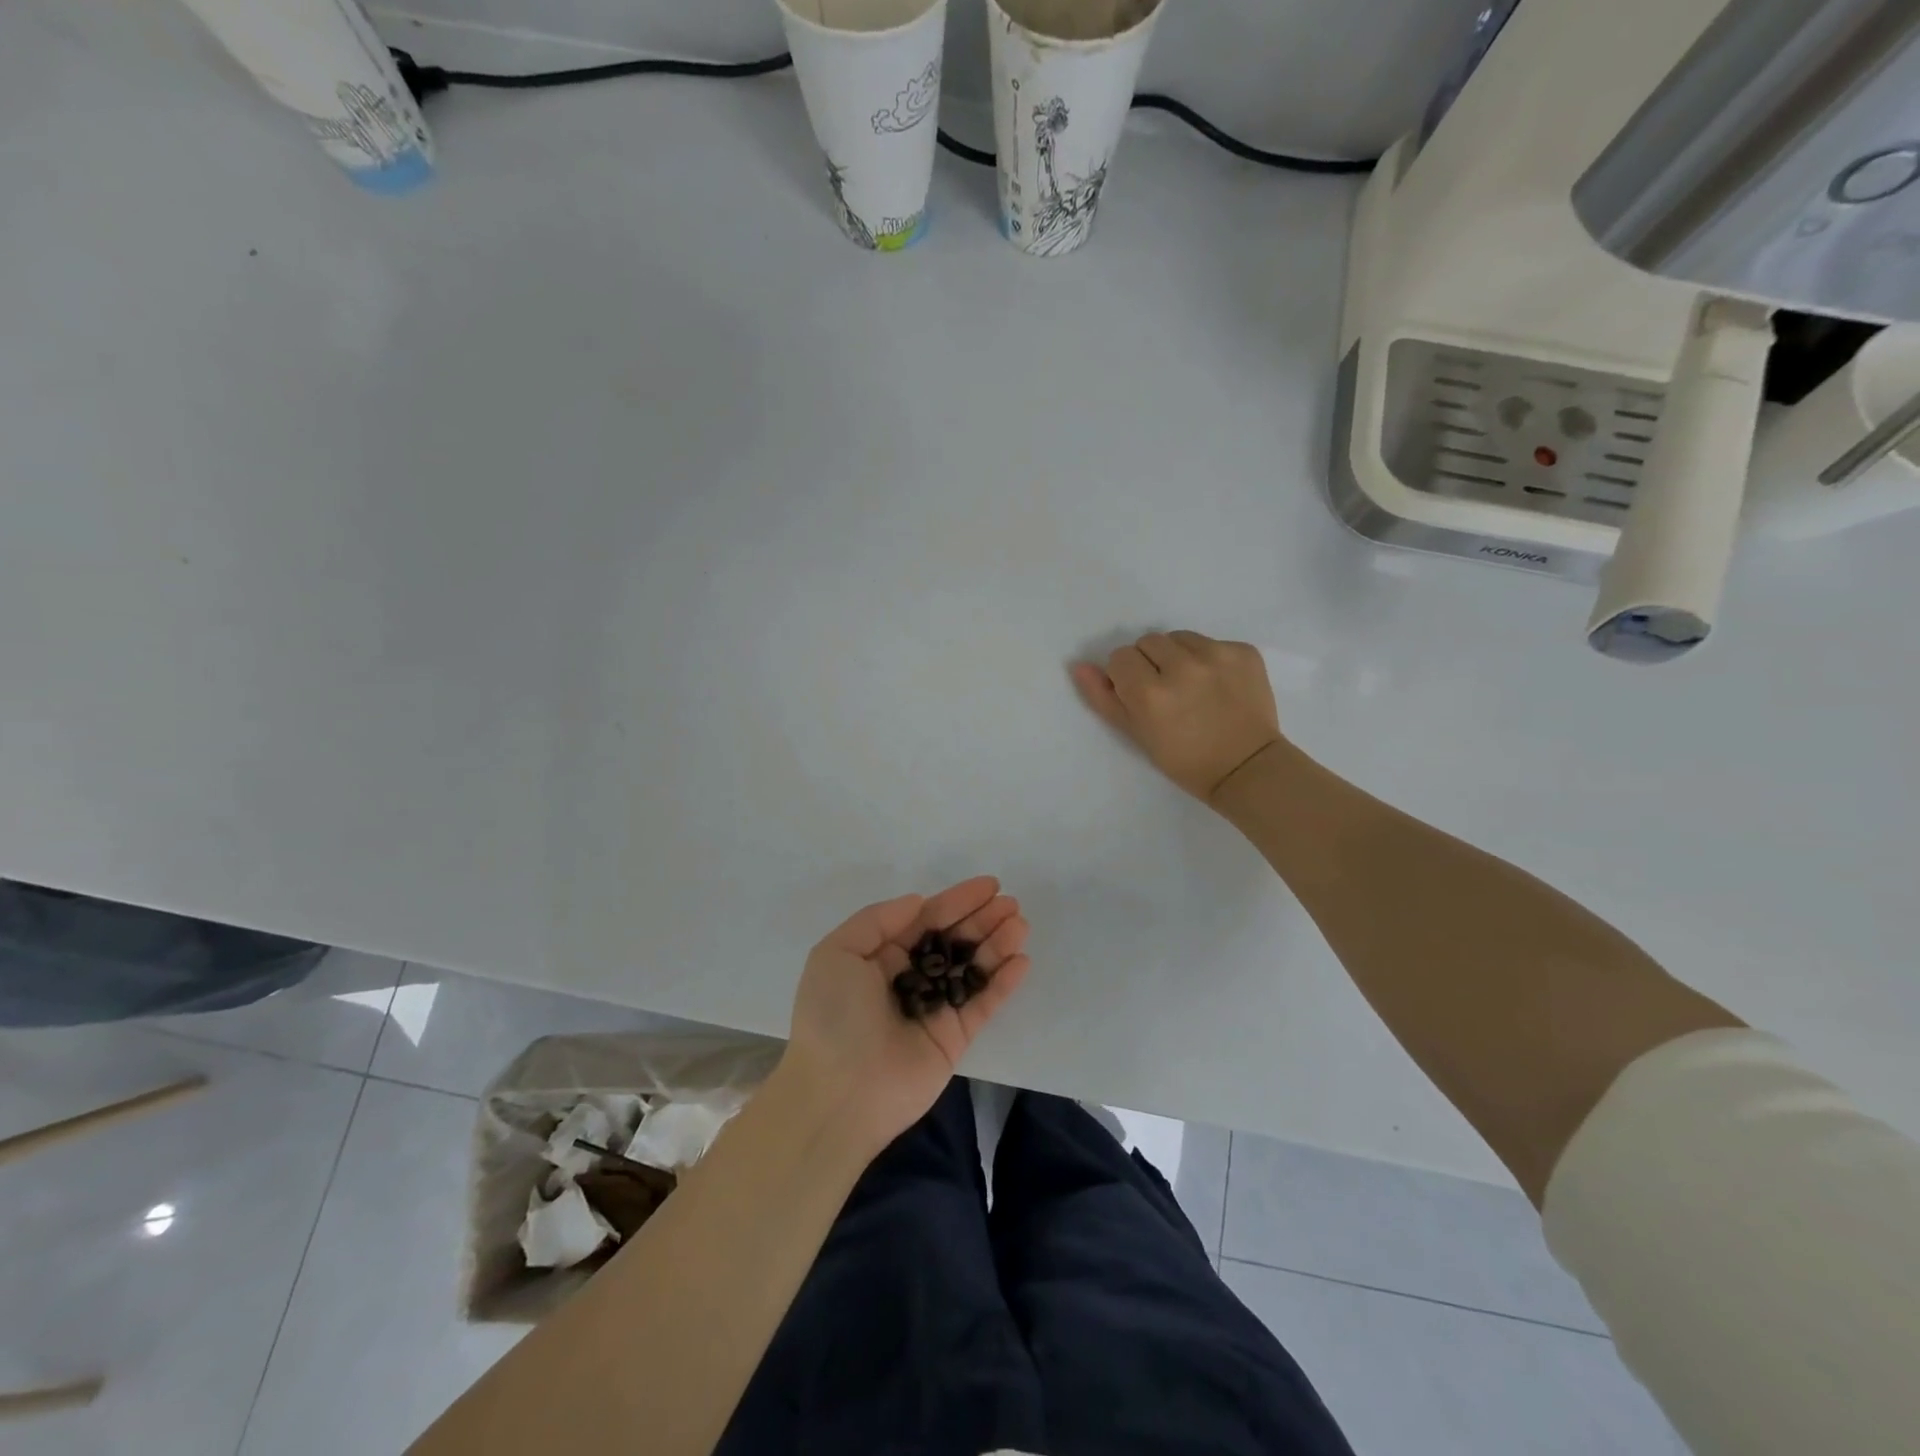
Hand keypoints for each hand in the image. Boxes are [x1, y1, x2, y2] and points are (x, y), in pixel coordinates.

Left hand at [783, 877, 1029, 1155]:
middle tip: (1011, 903)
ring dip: (997, 945)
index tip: (988, 885)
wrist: (839, 1094)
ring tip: (1020, 924)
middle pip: (953, 940)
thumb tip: (918, 902)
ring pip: (972, 969)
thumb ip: (878, 920)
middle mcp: (909, 978)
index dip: (956, 900)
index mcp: (880, 957)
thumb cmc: (832, 1016)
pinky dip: (1002, 982)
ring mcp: (934, 1008)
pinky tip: (1020, 961)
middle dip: (982, 919)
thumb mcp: (837, 953)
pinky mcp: (954, 1038)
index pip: (925, 920)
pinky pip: (982, 1004)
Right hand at [1072, 630, 1284, 802]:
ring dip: (1179, 656)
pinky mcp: (1244, 652)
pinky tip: (1218, 685)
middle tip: (1166, 692)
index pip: (1120, 657)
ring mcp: (1217, 656)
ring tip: (1192, 686)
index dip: (1126, 676)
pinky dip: (1210, 659)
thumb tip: (1079, 665)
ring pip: (1179, 638)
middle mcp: (1182, 667)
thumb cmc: (1184, 759)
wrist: (1247, 767)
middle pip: (1148, 641)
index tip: (1140, 696)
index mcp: (1150, 692)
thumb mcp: (1136, 734)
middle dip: (1151, 662)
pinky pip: (1213, 642)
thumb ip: (1104, 698)